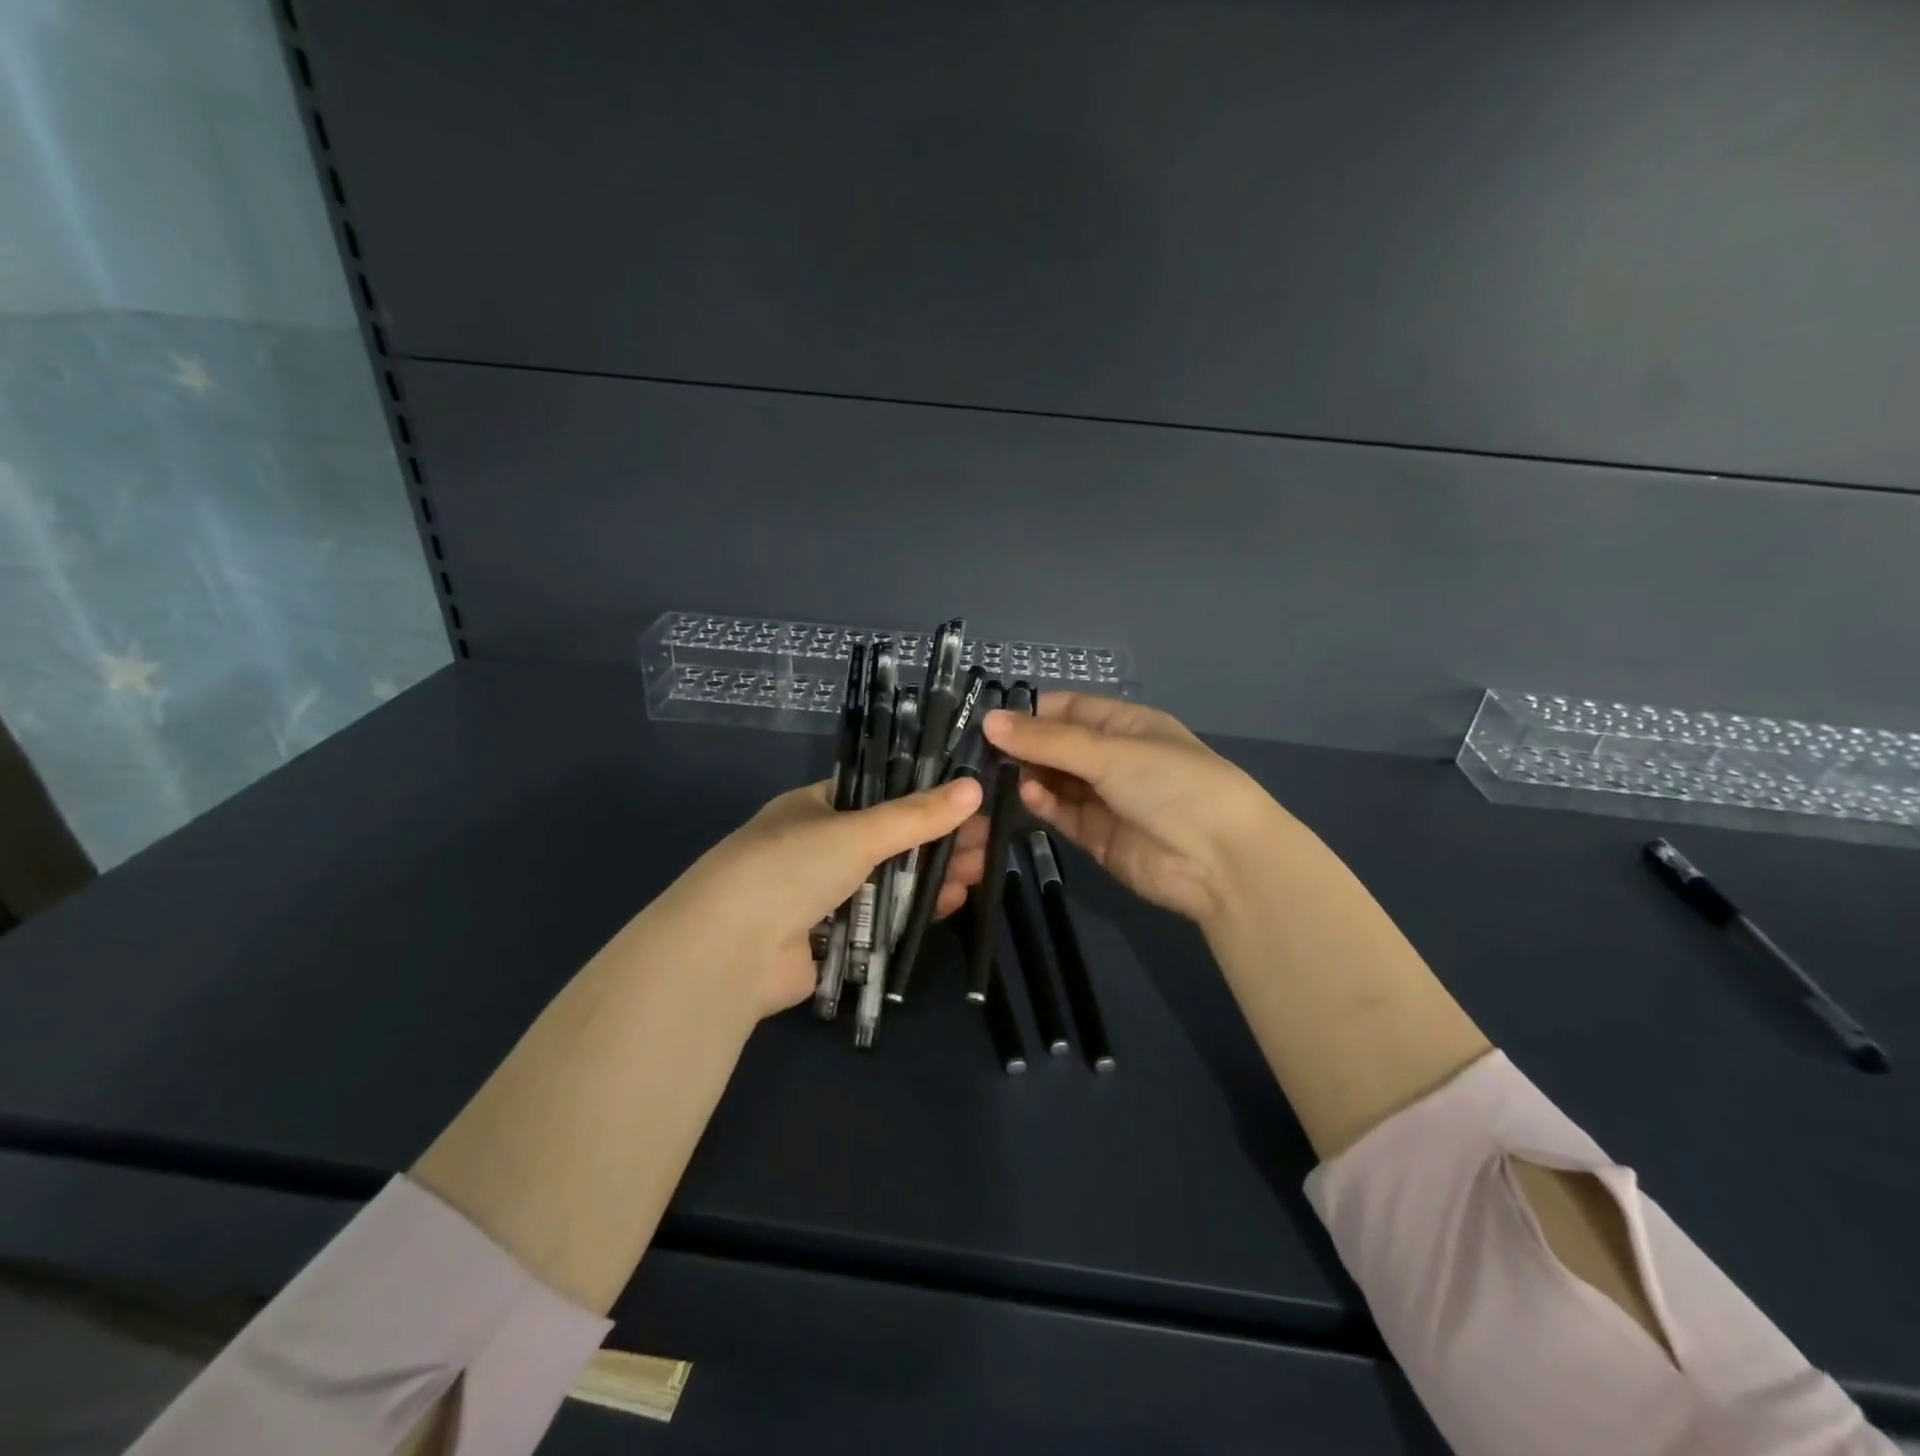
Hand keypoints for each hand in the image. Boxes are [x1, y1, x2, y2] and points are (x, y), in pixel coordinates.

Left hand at [638, 776, 983, 1020]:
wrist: (730, 950)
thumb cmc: (790, 867)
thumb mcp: (857, 831)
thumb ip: (916, 815)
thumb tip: (973, 789)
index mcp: (814, 808)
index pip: (877, 795)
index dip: (923, 799)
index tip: (967, 804)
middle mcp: (817, 847)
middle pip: (890, 841)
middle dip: (938, 842)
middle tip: (987, 844)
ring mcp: (823, 895)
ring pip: (890, 881)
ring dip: (933, 877)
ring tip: (980, 873)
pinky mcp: (830, 939)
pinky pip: (881, 920)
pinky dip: (914, 912)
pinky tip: (952, 904)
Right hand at [976, 694, 1285, 925]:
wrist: (1219, 861)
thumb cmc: (1171, 784)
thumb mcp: (1110, 752)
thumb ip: (1048, 740)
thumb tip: (989, 721)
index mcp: (1127, 725)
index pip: (1070, 709)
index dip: (1031, 712)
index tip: (989, 719)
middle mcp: (1114, 758)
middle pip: (1058, 746)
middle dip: (1023, 747)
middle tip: (978, 751)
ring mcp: (1106, 798)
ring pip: (1056, 780)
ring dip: (1029, 776)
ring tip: (996, 774)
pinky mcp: (1097, 836)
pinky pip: (1062, 813)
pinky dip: (1044, 803)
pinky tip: (1028, 795)